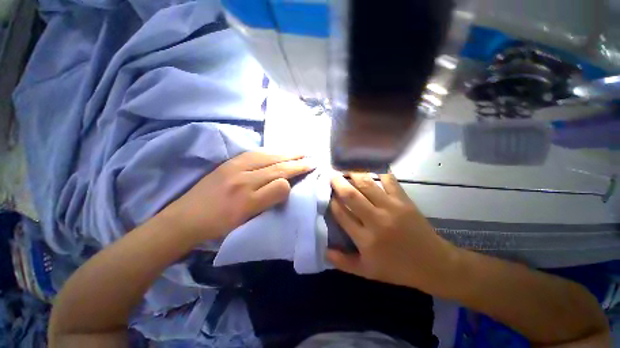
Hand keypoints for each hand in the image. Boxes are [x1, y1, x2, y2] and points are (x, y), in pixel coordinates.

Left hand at [162, 152, 314, 241]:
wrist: (185, 219)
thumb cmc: (219, 224)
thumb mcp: (247, 219)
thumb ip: (269, 199)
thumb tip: (285, 184)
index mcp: (248, 197)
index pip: (280, 180)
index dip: (297, 173)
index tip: (311, 167)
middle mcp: (243, 177)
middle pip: (275, 165)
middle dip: (295, 160)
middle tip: (309, 156)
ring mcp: (234, 167)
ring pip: (266, 156)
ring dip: (284, 153)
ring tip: (298, 151)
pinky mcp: (228, 163)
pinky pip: (253, 153)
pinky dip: (269, 151)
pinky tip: (275, 151)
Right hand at [328, 173, 458, 293]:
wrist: (433, 264)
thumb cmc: (397, 268)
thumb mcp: (367, 271)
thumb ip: (343, 262)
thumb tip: (324, 251)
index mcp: (365, 239)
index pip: (342, 214)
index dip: (332, 202)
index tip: (328, 195)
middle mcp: (376, 220)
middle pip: (351, 196)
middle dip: (338, 183)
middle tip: (331, 175)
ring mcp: (391, 208)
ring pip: (367, 185)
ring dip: (354, 174)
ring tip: (346, 167)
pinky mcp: (404, 201)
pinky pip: (389, 181)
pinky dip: (380, 172)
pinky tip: (371, 166)